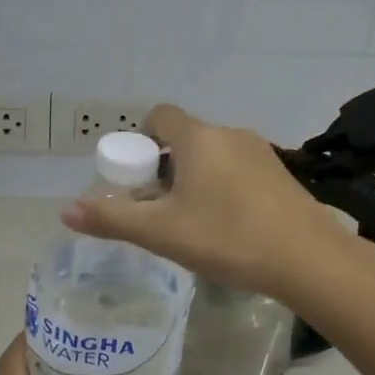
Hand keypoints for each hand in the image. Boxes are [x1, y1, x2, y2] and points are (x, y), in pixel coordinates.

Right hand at [61, 102, 349, 299]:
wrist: (308, 258)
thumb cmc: (227, 237)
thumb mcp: (162, 233)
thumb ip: (112, 219)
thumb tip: (66, 210)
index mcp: (198, 138)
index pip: (159, 116)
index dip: (140, 140)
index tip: (137, 178)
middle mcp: (230, 134)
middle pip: (185, 139)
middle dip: (165, 168)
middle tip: (159, 210)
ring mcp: (261, 152)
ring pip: (214, 156)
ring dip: (196, 179)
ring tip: (193, 223)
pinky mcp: (281, 174)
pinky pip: (239, 170)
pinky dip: (225, 188)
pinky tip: (229, 227)